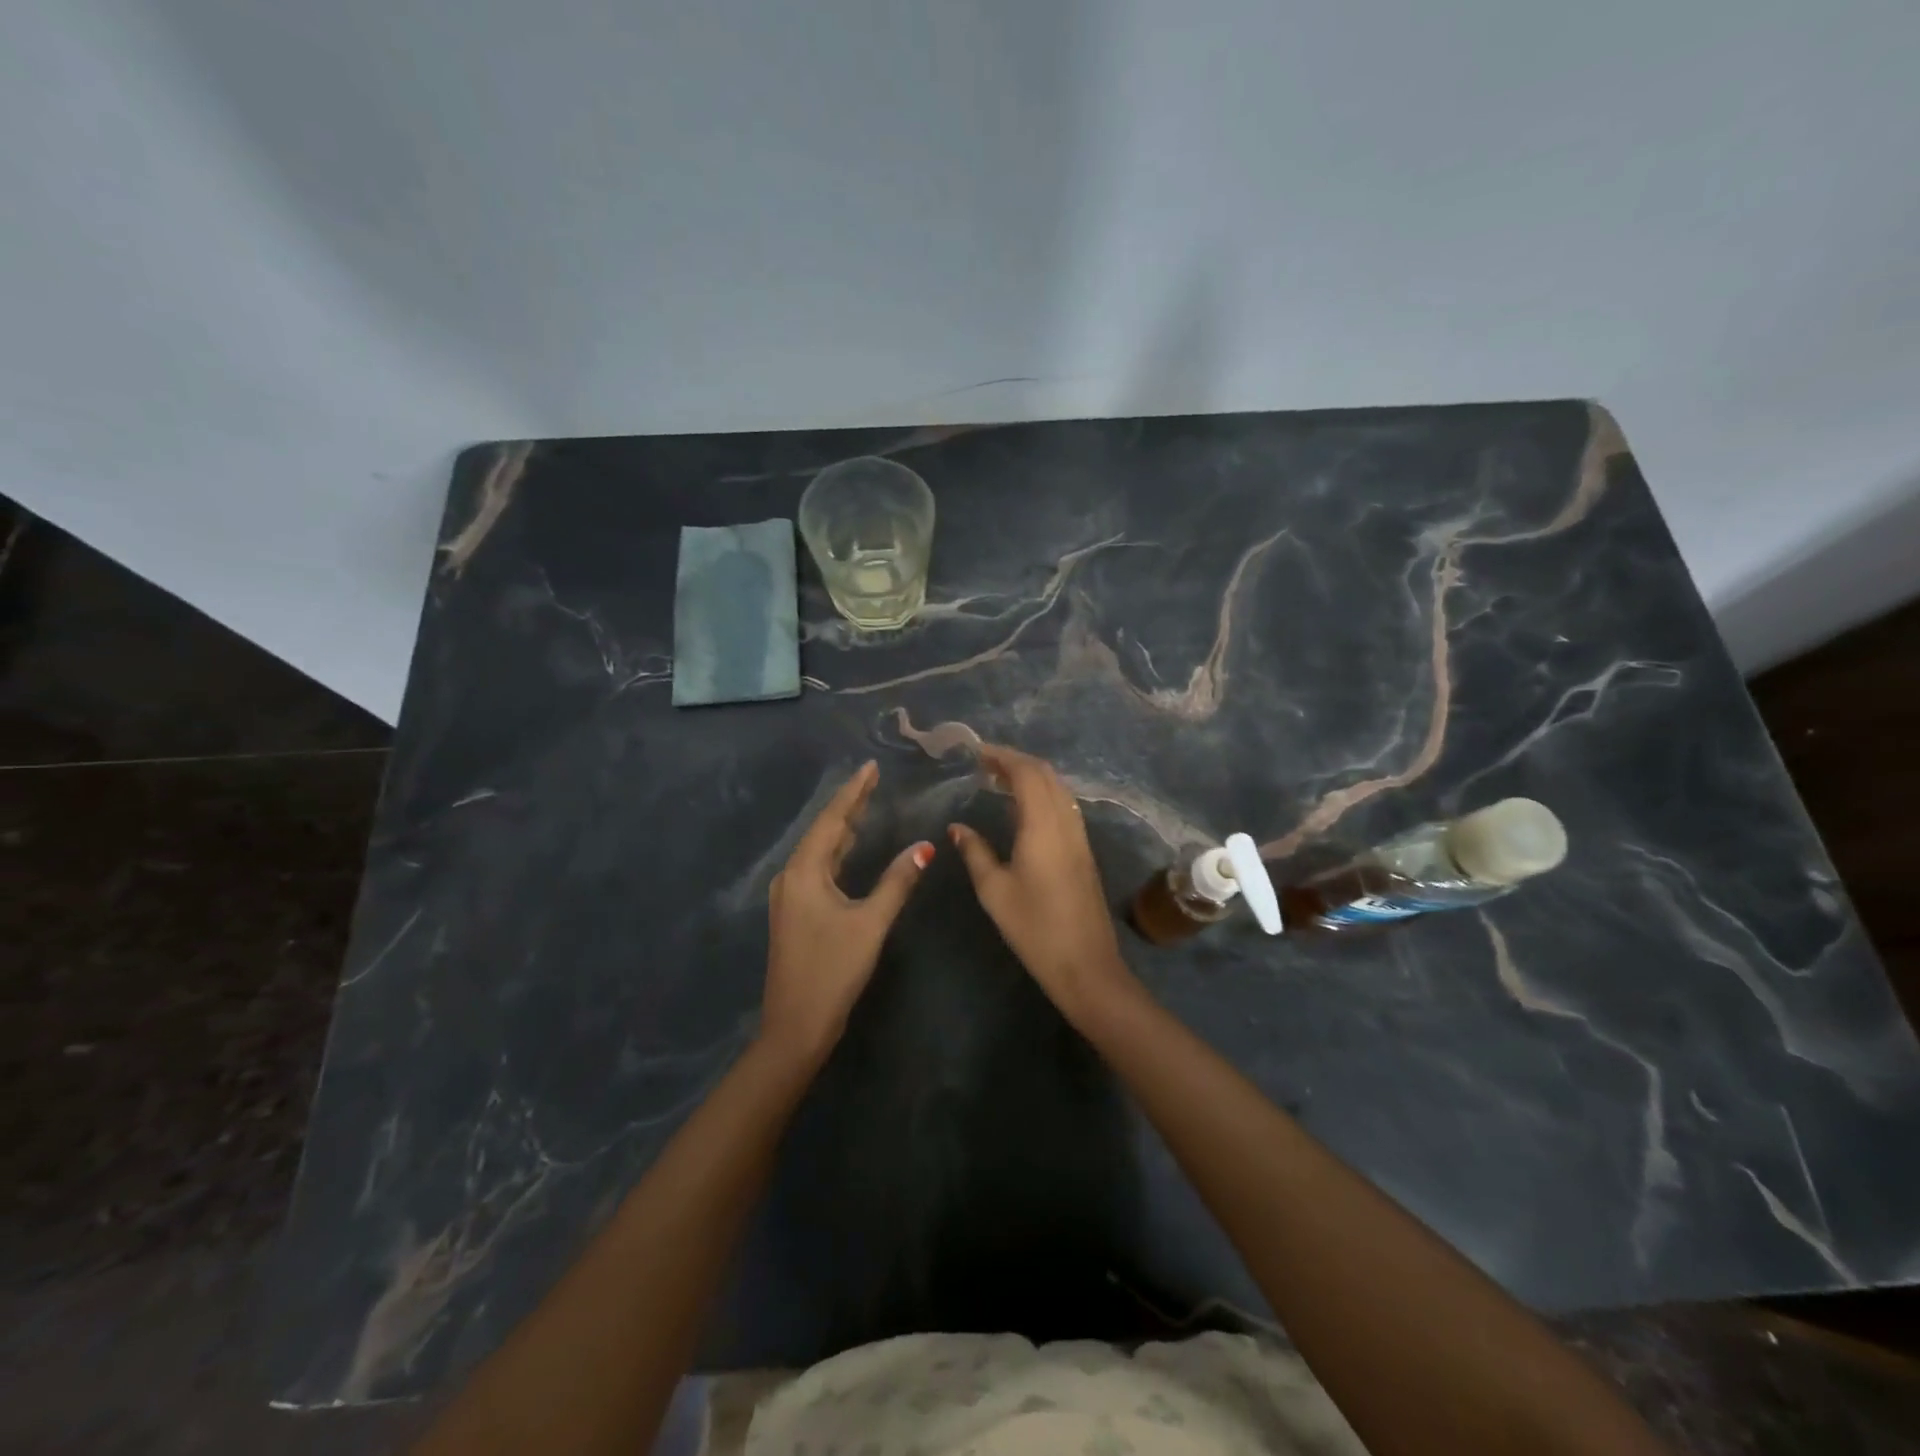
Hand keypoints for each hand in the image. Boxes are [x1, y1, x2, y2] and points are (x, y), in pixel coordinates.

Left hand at [763, 761, 931, 1063]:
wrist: (795, 1026)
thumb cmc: (833, 970)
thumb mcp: (870, 923)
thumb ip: (897, 881)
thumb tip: (924, 846)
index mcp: (804, 872)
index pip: (831, 820)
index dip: (852, 792)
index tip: (870, 767)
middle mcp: (791, 877)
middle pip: (823, 831)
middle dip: (849, 806)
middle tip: (874, 780)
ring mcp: (790, 896)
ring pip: (820, 851)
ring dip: (842, 828)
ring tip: (867, 805)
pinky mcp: (796, 912)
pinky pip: (818, 868)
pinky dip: (838, 852)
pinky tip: (851, 848)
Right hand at [948, 745, 1138, 1026]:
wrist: (1086, 965)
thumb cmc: (1034, 928)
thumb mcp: (994, 890)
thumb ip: (975, 852)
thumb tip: (957, 827)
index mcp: (1042, 826)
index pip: (1027, 773)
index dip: (1003, 756)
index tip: (977, 753)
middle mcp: (1066, 822)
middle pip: (1046, 775)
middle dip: (1017, 761)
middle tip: (985, 764)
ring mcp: (1079, 837)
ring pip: (1059, 789)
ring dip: (1032, 777)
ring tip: (1000, 781)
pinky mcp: (1084, 851)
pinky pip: (1064, 806)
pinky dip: (1043, 794)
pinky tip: (1024, 809)